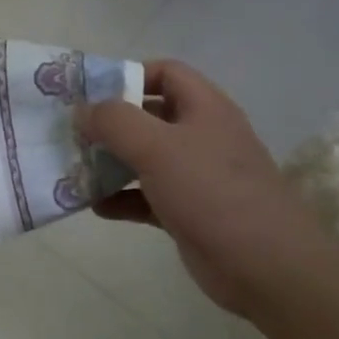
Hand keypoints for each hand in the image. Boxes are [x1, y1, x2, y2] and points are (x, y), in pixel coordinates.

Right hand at [74, 60, 331, 317]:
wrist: (265, 266)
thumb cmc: (211, 192)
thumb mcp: (157, 147)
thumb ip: (114, 121)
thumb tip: (82, 110)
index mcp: (204, 108)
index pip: (165, 73)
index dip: (129, 75)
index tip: (91, 94)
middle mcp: (202, 136)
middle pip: (150, 116)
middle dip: (111, 123)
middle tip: (73, 133)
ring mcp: (196, 176)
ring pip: (146, 159)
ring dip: (111, 162)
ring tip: (75, 168)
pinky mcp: (189, 212)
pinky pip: (147, 197)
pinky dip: (122, 198)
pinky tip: (95, 206)